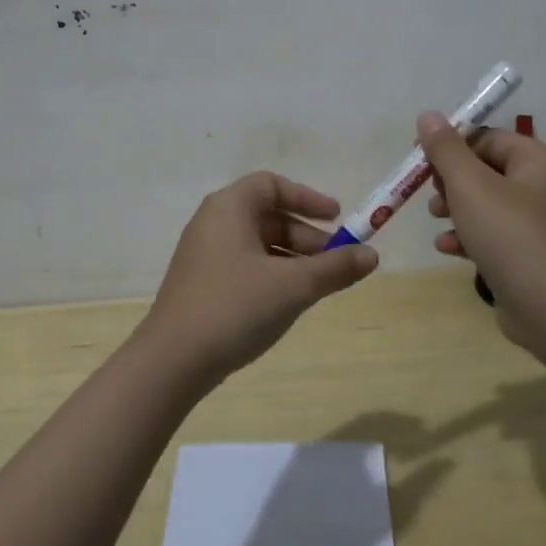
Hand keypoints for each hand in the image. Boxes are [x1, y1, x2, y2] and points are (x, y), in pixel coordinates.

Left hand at [137, 172, 379, 387]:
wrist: (172, 360)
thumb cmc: (234, 307)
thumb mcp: (293, 286)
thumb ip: (335, 268)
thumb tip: (373, 255)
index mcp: (228, 208)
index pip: (271, 185)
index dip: (307, 198)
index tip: (338, 218)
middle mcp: (212, 222)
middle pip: (267, 215)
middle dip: (306, 235)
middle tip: (336, 260)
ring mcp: (204, 254)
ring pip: (257, 243)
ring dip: (292, 258)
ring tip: (319, 285)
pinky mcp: (201, 283)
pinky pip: (244, 264)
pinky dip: (272, 273)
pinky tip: (288, 301)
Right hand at [417, 112, 545, 349]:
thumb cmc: (511, 236)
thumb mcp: (470, 186)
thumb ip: (446, 149)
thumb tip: (428, 115)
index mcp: (539, 161)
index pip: (487, 138)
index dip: (452, 147)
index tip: (421, 161)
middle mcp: (544, 186)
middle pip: (485, 170)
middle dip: (451, 182)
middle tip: (432, 196)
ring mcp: (539, 223)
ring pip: (486, 203)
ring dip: (455, 209)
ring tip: (437, 220)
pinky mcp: (530, 254)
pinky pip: (493, 233)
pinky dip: (469, 236)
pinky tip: (449, 248)